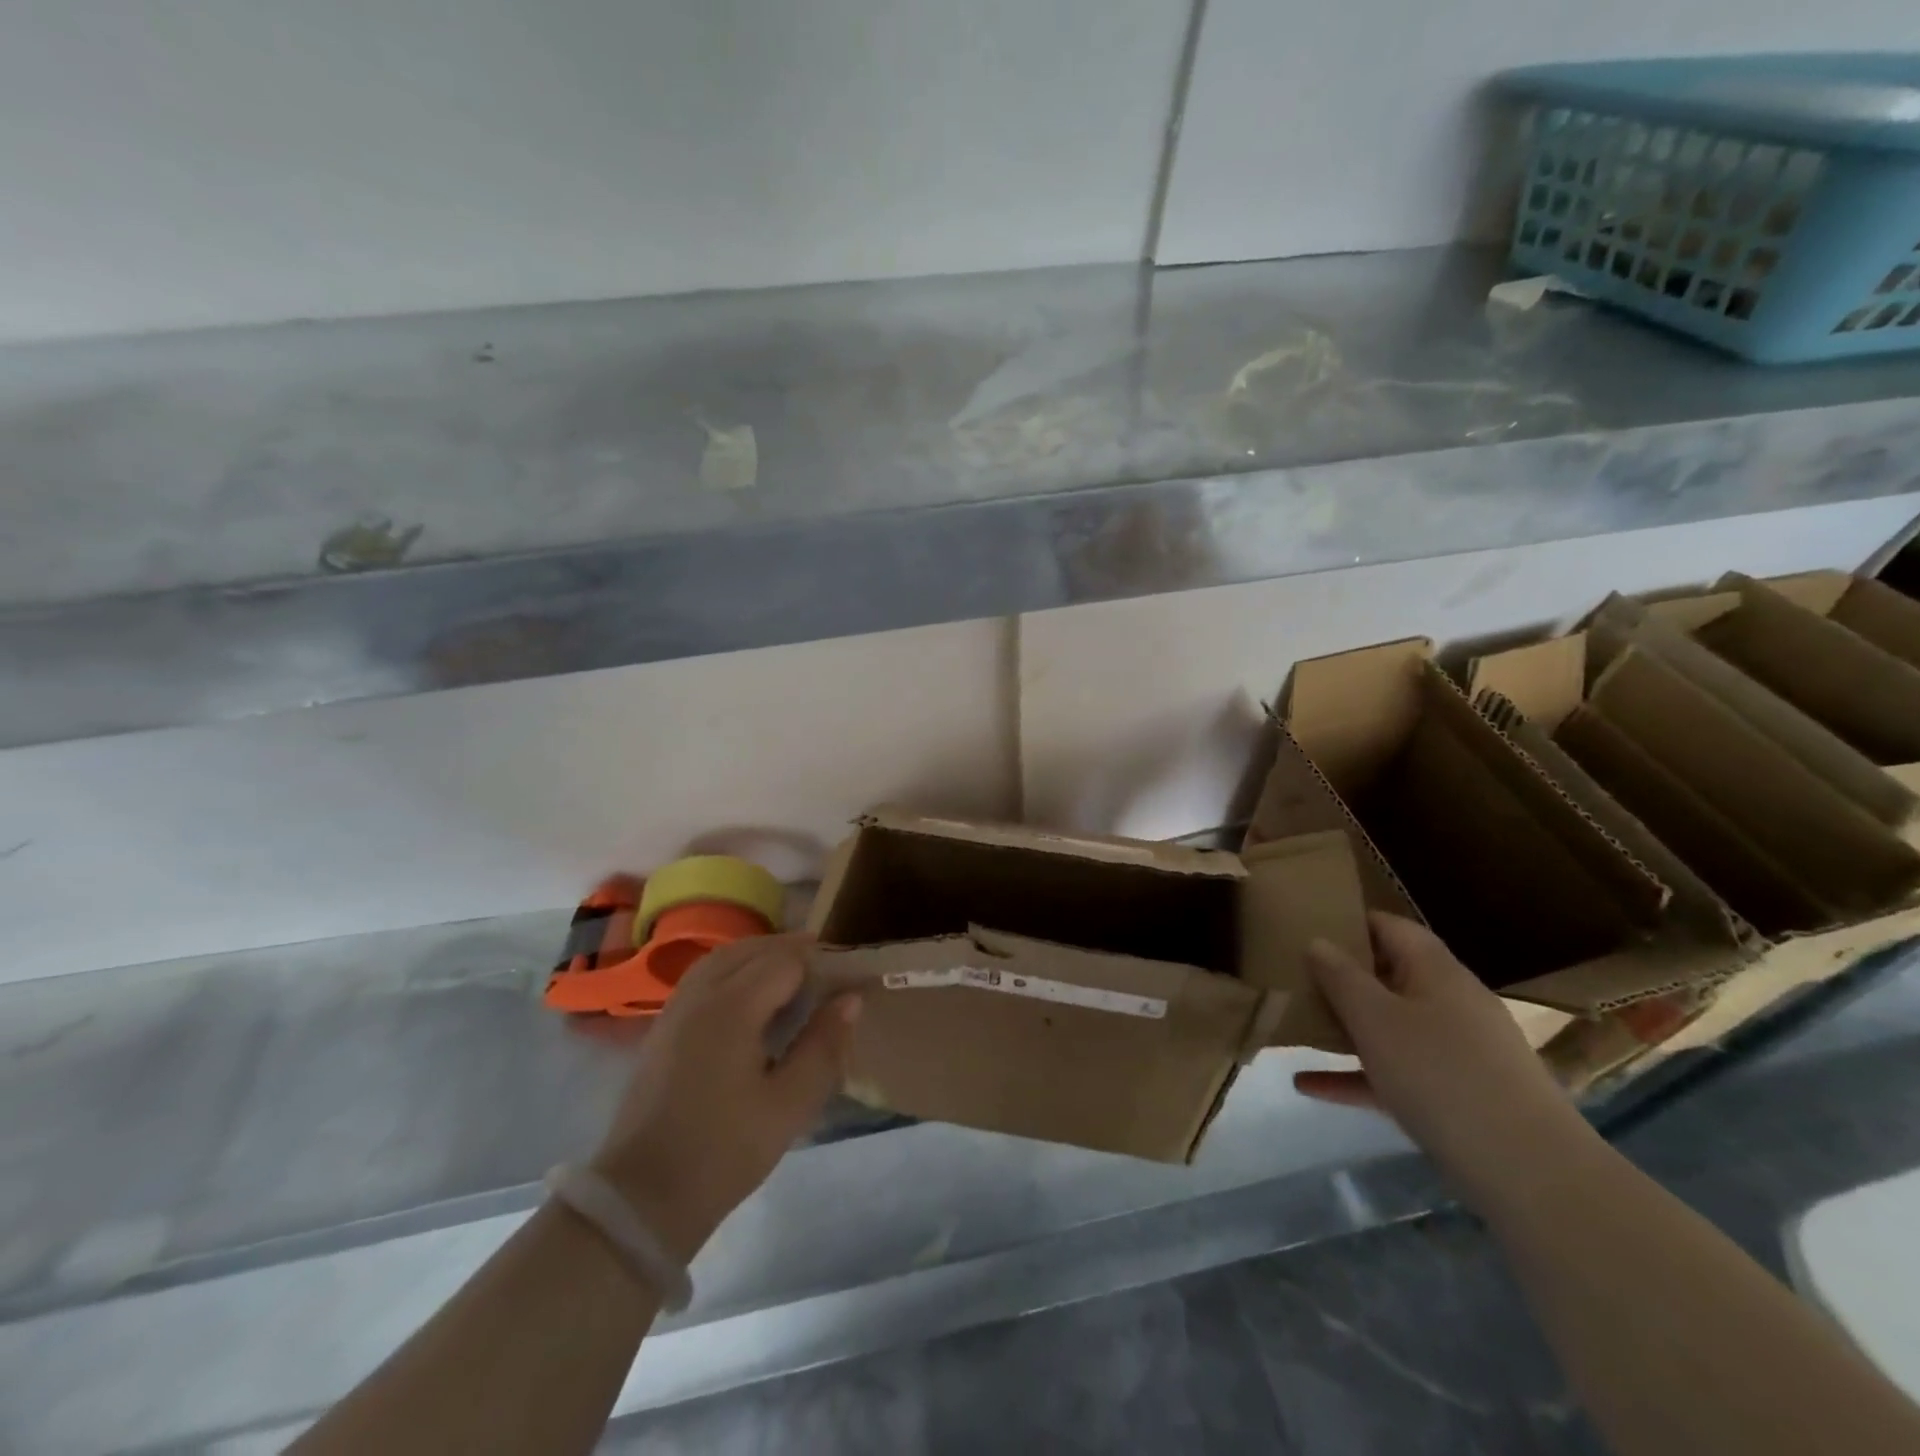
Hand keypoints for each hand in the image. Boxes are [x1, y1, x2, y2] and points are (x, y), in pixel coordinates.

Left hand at [591, 933, 860, 1262]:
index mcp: (733, 1007)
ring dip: (761, 956)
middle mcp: (701, 994)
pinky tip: (751, 996)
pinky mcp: (663, 1027)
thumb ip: (823, 1046)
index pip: (786, 960)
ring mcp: (676, 1008)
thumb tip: (850, 999)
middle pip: (753, 950)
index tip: (846, 979)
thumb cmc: (724, 1152)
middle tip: (827, 973)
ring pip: (724, 958)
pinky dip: (734, 970)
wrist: (642, 1198)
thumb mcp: (789, 1105)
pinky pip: (704, 976)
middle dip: (792, 952)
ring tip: (793, 975)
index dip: (820, 962)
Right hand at [1293, 912, 1590, 1203]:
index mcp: (1436, 970)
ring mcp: (1460, 1051)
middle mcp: (1451, 1002)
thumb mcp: (1375, 1019)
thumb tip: (1317, 942)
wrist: (1531, 1174)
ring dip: (1346, 1026)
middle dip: (1341, 977)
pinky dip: (1357, 1074)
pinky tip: (1310, 1086)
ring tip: (1296, 1026)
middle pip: (1389, 975)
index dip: (1347, 922)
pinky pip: (1398, 1072)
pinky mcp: (1459, 1095)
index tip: (1304, 927)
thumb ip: (1340, 977)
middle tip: (1292, 978)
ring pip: (1391, 1026)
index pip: (1389, 926)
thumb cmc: (1441, 1075)